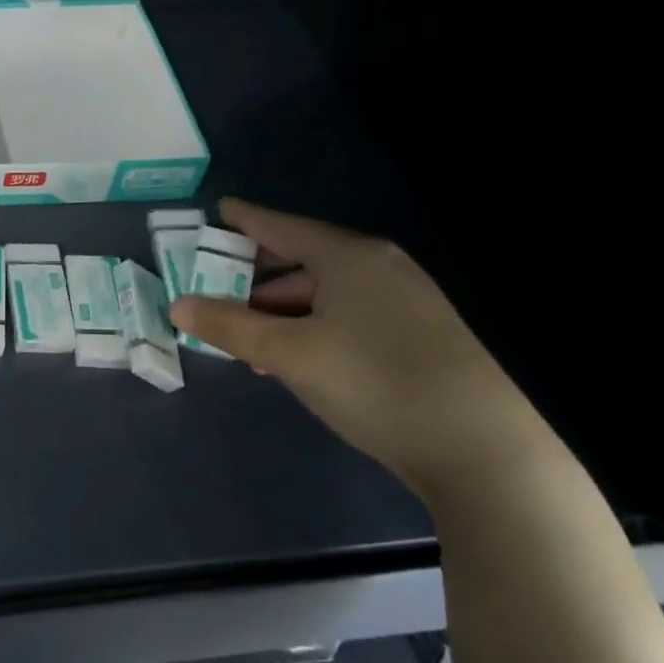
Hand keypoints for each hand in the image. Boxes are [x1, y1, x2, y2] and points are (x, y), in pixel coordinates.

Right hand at [169, 198, 554, 501]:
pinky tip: (289, 357)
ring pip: (323, 292)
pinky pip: (345, 315)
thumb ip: (228, 326)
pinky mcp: (417, 336)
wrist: (485, 450)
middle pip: (301, 259)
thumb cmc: (374, 381)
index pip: (282, 227)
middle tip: (212, 287)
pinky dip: (308, 326)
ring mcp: (404, 302)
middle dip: (254, 275)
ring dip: (278, 309)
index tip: (216, 212)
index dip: (244, 220)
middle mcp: (379, 268)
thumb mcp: (288, 353)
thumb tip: (177, 305)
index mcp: (349, 257)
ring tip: (242, 336)